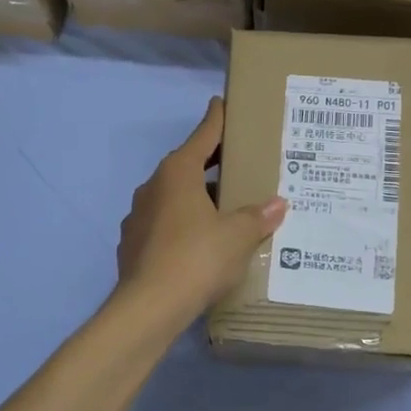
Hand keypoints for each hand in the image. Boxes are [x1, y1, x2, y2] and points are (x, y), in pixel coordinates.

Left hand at [117, 98, 286, 319]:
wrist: (149, 307)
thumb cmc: (197, 258)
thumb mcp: (238, 236)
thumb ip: (258, 217)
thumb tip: (278, 204)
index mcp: (178, 172)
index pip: (203, 135)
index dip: (217, 119)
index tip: (222, 103)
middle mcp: (154, 186)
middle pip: (187, 164)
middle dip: (212, 163)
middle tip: (238, 161)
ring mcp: (138, 215)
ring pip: (174, 196)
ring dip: (197, 197)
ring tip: (225, 208)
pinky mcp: (133, 243)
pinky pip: (164, 223)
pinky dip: (183, 224)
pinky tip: (200, 242)